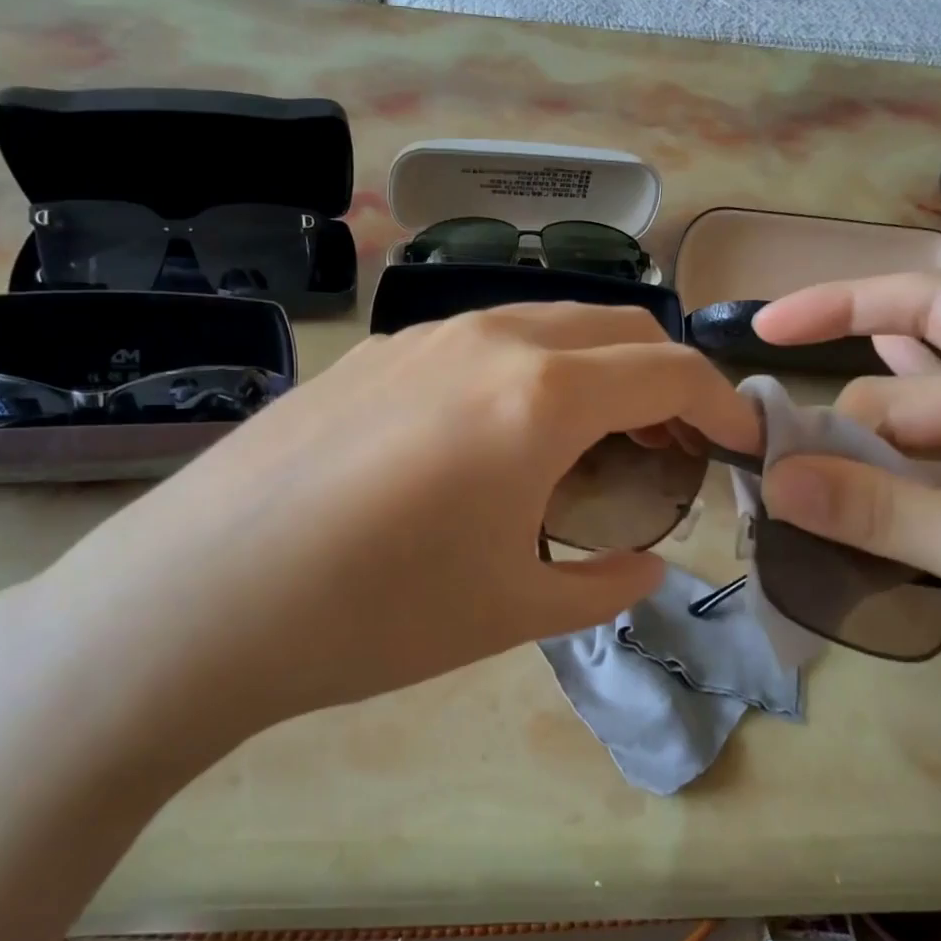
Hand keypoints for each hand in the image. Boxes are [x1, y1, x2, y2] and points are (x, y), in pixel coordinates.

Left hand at [0, 304, 760, 791]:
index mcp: (538, 396)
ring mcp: (421, 338)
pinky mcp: (372, 356)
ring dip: (592, 370)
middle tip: (668, 446)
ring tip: (590, 441)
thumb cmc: (374, 615)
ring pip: (544, 325)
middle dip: (662, 378)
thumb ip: (602, 583)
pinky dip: (526, 373)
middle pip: (613, 328)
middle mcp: (486, 340)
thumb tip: (647, 565)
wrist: (202, 597)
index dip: (720, 404)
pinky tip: (498, 437)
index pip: (667, 370)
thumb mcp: (511, 612)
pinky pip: (479, 343)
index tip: (739, 443)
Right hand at [752, 273, 940, 779]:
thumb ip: (884, 512)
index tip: (764, 333)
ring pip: (910, 454)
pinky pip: (929, 496)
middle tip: (763, 487)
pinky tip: (836, 505)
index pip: (934, 306)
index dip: (842, 306)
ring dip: (851, 478)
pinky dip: (883, 504)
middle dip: (833, 438)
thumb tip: (771, 482)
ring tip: (782, 506)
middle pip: (903, 402)